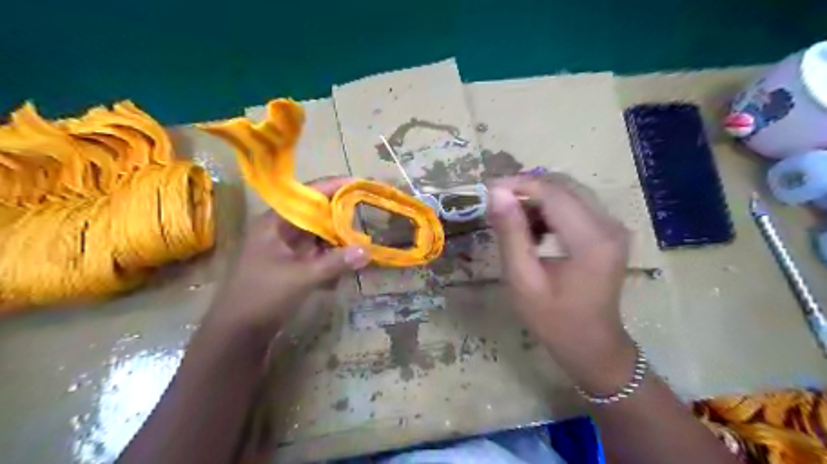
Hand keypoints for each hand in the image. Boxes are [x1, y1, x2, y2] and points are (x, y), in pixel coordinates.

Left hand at [207, 175, 371, 347]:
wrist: (236, 333)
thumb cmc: (262, 296)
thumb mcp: (302, 277)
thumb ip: (335, 263)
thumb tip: (368, 251)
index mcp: (275, 223)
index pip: (307, 195)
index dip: (334, 187)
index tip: (359, 184)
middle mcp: (280, 231)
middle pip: (315, 214)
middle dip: (340, 215)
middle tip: (367, 213)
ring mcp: (285, 249)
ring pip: (317, 235)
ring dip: (337, 238)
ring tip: (361, 239)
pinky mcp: (290, 265)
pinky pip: (316, 253)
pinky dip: (330, 256)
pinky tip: (345, 263)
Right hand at [486, 175, 634, 391]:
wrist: (592, 345)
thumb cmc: (554, 320)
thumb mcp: (523, 280)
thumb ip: (511, 234)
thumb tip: (497, 194)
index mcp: (591, 239)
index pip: (552, 193)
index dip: (517, 185)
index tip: (487, 189)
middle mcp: (609, 225)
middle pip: (562, 188)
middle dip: (525, 190)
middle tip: (494, 204)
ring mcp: (612, 227)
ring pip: (568, 194)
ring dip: (536, 201)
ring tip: (511, 222)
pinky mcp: (608, 232)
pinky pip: (575, 207)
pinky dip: (549, 211)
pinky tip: (533, 232)